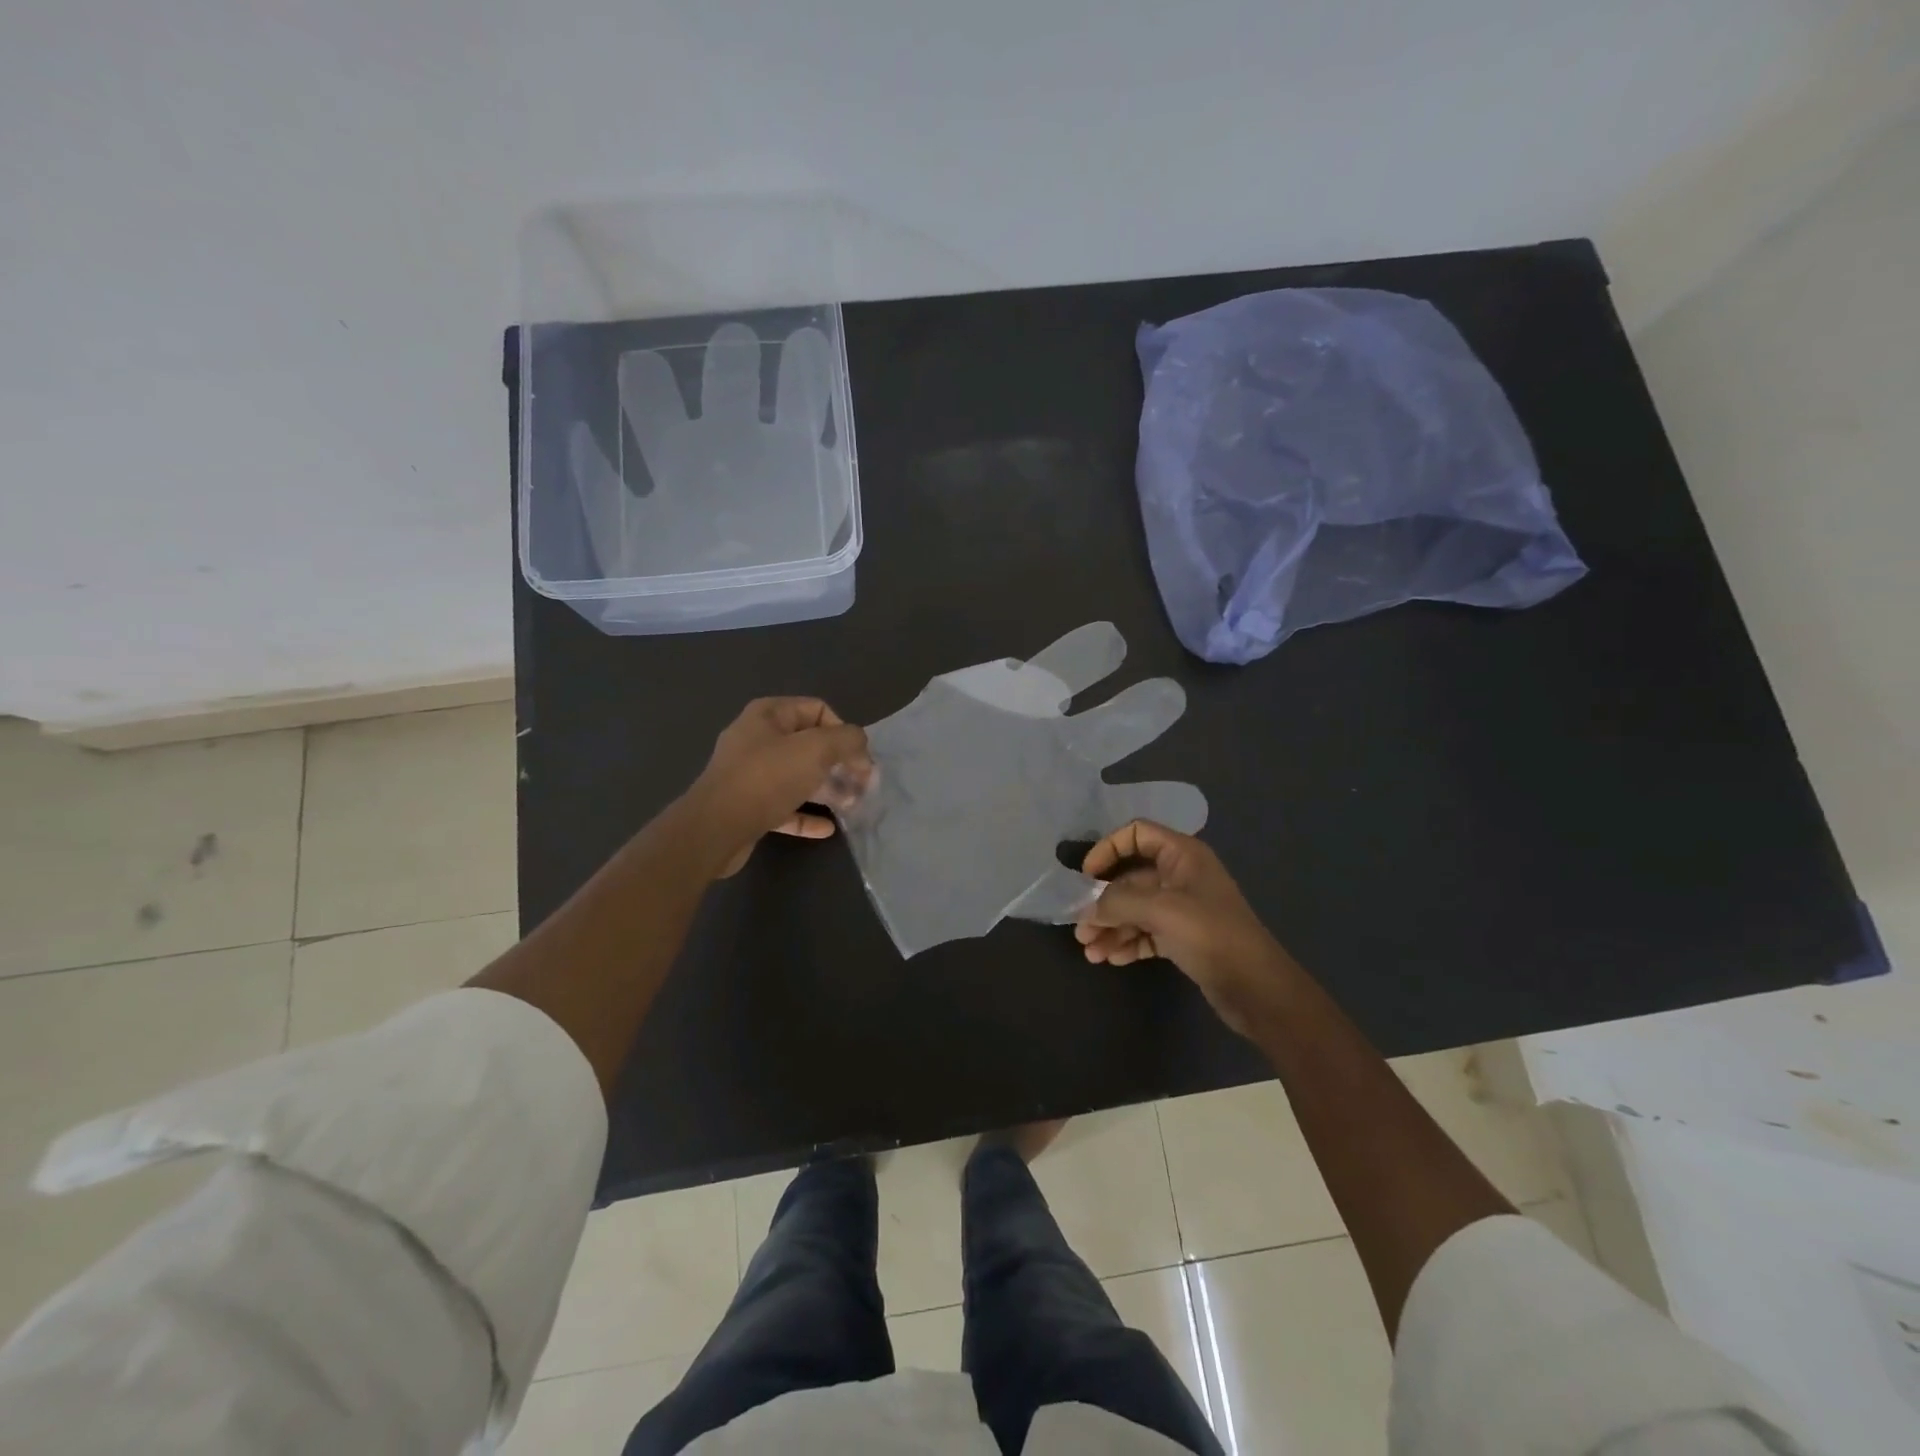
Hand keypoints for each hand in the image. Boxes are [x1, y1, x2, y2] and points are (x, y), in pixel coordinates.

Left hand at [685, 698, 871, 876]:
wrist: (715, 829)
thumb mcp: (816, 749)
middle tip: (862, 783)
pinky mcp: (748, 806)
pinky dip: (806, 815)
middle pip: (809, 744)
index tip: (857, 758)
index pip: (818, 710)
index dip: (843, 731)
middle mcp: (757, 739)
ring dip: (826, 789)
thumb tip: (861, 747)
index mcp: (768, 715)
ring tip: (850, 804)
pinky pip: (784, 806)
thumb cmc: (767, 778)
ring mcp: (750, 774)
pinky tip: (827, 828)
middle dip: (838, 763)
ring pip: (798, 776)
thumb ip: (847, 740)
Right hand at [1075, 820, 1295, 1036]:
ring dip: (1111, 927)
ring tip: (1090, 952)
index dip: (1108, 849)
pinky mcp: (1183, 938)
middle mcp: (1181, 876)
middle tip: (1081, 929)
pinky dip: (1127, 942)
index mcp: (1182, 855)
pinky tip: (1110, 958)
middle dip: (1103, 902)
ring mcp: (1183, 909)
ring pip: (1135, 909)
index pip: (1137, 834)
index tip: (1087, 876)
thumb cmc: (1210, 935)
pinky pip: (1146, 932)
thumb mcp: (1161, 910)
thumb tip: (1090, 908)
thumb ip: (1119, 902)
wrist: (1256, 988)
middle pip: (1131, 878)